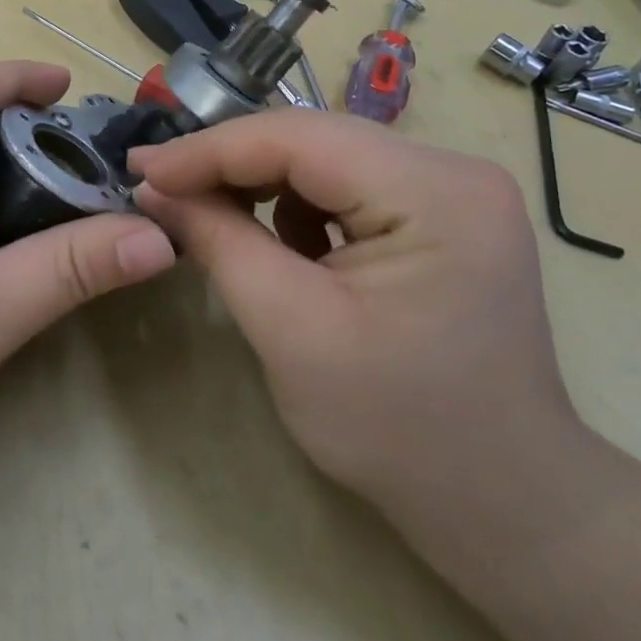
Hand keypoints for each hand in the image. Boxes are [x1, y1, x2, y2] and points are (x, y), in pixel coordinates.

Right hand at [131, 111, 576, 510]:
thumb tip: (154, 186)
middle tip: (160, 186)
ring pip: (325, 156)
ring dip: (262, 183)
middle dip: (230, 163)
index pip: (298, 139)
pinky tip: (283, 245)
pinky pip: (348, 183)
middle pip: (313, 140)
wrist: (500, 501)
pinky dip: (299, 204)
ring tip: (213, 217)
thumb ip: (218, 241)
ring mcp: (454, 188)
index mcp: (435, 193)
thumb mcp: (289, 328)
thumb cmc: (396, 428)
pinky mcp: (442, 211)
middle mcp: (455, 169)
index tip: (140, 169)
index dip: (209, 150)